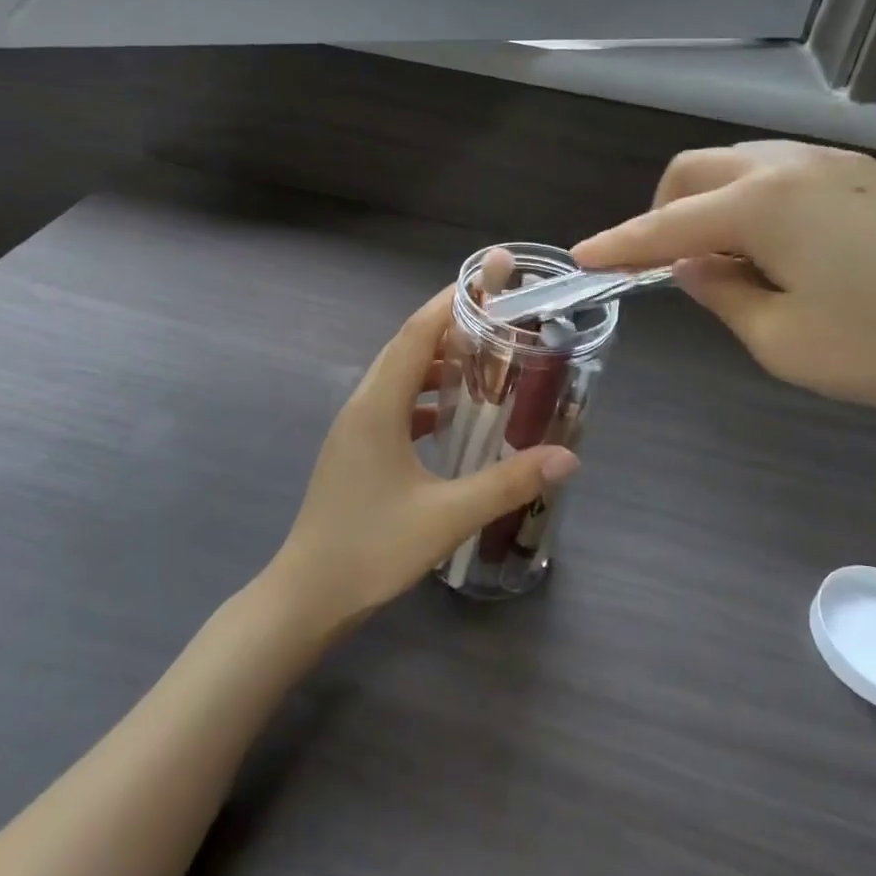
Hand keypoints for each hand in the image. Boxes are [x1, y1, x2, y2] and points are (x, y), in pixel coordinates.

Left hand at [269, 288, 578, 623]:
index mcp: (378, 406)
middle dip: (452, 327)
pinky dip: (425, 397)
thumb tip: (568, 457)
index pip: (418, 333)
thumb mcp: (447, 516)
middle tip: (501, 320)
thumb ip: (508, 482)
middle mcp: (363, 405)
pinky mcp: (356, 449)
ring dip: (439, 364)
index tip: (490, 280)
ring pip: (400, 377)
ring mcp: (355, 427)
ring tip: (486, 364)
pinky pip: (394, 404)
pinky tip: (453, 417)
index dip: (452, 302)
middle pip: (408, 347)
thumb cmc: (372, 549)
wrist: (307, 595)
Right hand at [573, 141, 875, 433]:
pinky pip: (781, 174)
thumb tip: (691, 266)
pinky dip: (752, 203)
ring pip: (739, 166)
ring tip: (725, 262)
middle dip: (662, 213)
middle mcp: (789, 164)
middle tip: (665, 267)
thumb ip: (722, 295)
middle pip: (695, 171)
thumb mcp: (785, 342)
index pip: (664, 225)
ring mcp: (834, 163)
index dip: (618, 245)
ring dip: (710, 205)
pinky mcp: (868, 175)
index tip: (581, 259)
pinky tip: (777, 249)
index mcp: (760, 203)